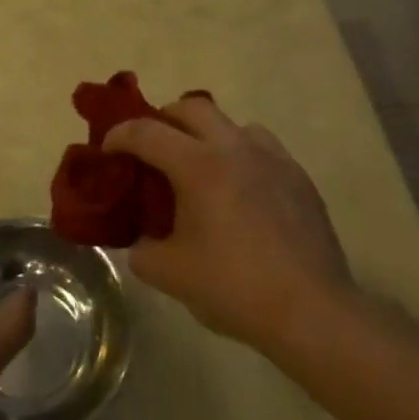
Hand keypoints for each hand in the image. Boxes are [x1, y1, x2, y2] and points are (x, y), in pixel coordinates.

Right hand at [106, 96, 354, 351]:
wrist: (311, 311)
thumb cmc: (234, 288)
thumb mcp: (170, 274)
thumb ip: (142, 250)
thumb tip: (142, 240)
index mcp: (198, 165)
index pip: (146, 132)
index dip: (118, 136)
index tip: (107, 151)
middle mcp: (235, 147)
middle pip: (191, 108)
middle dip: (163, 121)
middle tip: (151, 150)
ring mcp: (272, 158)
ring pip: (231, 123)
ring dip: (206, 135)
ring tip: (199, 168)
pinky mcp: (298, 176)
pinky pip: (261, 147)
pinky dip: (239, 155)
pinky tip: (240, 191)